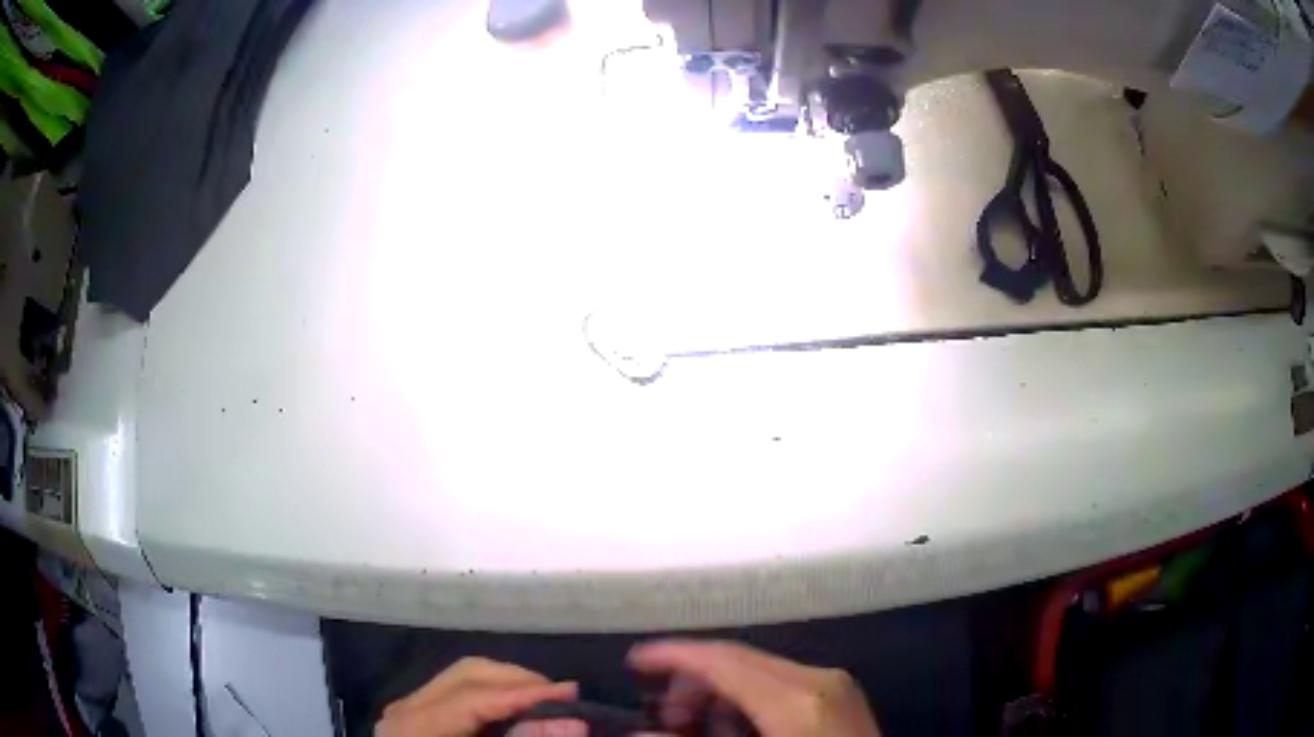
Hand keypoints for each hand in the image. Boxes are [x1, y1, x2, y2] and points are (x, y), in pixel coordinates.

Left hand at [375, 657, 583, 736]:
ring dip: (508, 686)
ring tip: (546, 703)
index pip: (474, 696)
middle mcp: (406, 708)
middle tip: (563, 697)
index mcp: (414, 726)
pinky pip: (460, 693)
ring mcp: (410, 710)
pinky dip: (493, 698)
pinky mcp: (420, 716)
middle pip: (468, 674)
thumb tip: (575, 723)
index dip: (523, 693)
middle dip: (518, 682)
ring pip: (464, 678)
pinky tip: (517, 712)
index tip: (572, 693)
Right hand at [628, 640, 880, 736]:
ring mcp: (834, 685)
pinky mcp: (839, 696)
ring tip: (696, 726)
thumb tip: (641, 731)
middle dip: (692, 680)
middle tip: (663, 715)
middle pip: (739, 659)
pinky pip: (781, 684)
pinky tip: (735, 728)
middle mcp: (818, 679)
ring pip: (759, 670)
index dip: (673, 655)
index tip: (634, 660)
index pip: (723, 660)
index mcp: (797, 699)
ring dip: (719, 690)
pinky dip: (748, 699)